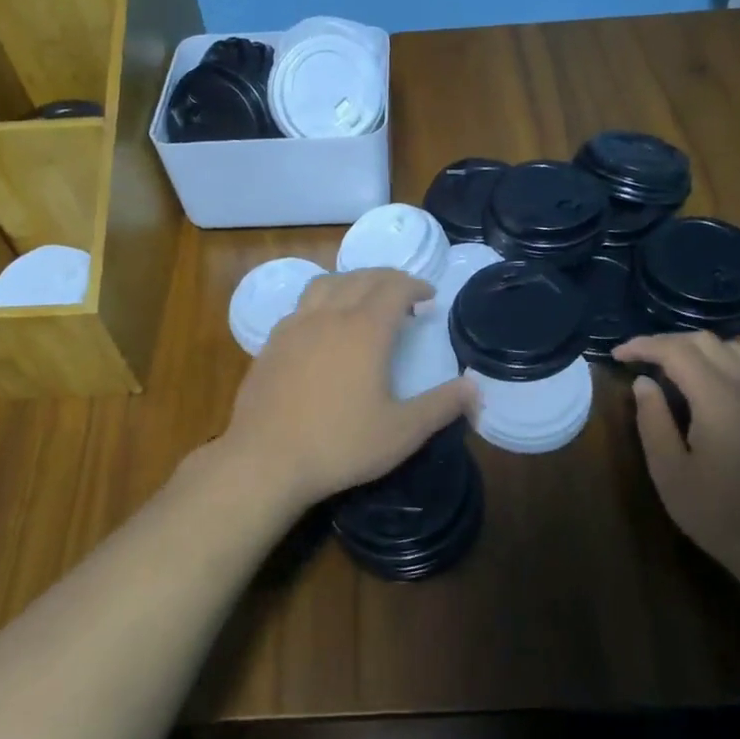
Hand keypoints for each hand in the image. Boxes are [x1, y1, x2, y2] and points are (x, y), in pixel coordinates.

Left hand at [219, 268, 475, 510]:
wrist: (265, 460)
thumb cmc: (339, 444)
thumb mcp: (401, 432)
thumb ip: (441, 406)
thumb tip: (475, 388)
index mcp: (364, 330)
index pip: (394, 288)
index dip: (415, 286)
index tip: (429, 296)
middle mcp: (328, 316)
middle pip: (360, 278)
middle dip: (387, 278)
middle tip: (404, 293)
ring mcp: (294, 326)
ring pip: (326, 283)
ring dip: (352, 282)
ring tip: (364, 298)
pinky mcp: (271, 343)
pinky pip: (301, 305)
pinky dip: (322, 301)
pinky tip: (323, 327)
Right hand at [613, 332, 739, 572]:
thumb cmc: (722, 515)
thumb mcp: (671, 473)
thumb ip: (653, 421)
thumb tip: (643, 383)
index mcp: (720, 399)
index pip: (677, 351)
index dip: (644, 346)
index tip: (618, 354)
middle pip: (706, 341)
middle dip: (667, 341)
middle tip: (638, 357)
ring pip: (733, 349)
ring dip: (697, 349)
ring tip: (670, 367)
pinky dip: (720, 362)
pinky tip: (706, 387)